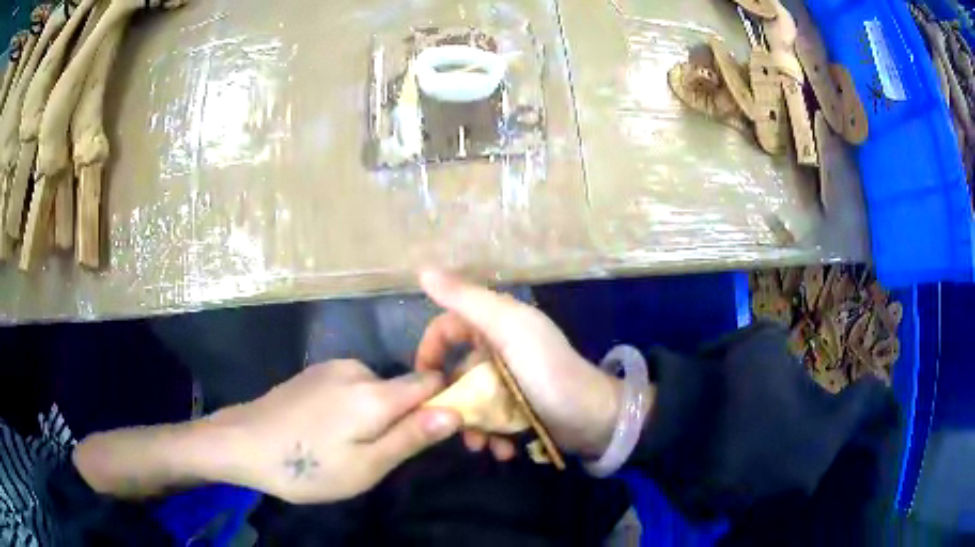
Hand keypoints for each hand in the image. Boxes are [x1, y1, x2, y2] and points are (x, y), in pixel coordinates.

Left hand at [205, 360, 459, 502]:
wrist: (242, 441)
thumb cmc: (306, 465)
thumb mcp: (365, 467)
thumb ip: (411, 437)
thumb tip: (457, 411)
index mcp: (375, 394)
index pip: (432, 382)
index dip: (443, 403)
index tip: (434, 433)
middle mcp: (358, 369)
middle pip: (403, 388)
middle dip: (403, 417)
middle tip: (378, 455)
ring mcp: (333, 367)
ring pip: (377, 389)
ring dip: (377, 414)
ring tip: (349, 445)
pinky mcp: (316, 371)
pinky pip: (353, 386)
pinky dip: (355, 406)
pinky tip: (328, 430)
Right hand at [416, 270, 622, 459]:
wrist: (595, 417)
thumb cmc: (548, 372)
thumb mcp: (507, 329)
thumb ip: (467, 300)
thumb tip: (422, 270)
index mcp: (497, 324)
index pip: (447, 328)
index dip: (430, 352)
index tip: (423, 383)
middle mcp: (501, 349)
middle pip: (457, 372)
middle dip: (454, 401)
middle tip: (453, 425)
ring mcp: (511, 381)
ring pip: (473, 400)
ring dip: (472, 425)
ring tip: (481, 445)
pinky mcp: (520, 407)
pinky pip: (493, 418)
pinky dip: (493, 435)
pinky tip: (503, 449)